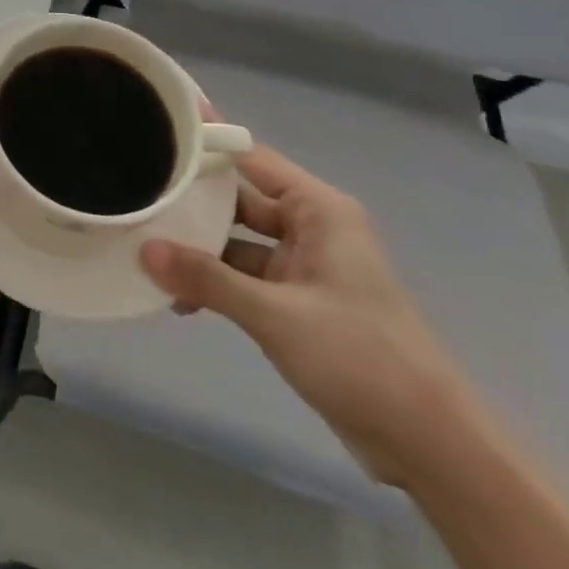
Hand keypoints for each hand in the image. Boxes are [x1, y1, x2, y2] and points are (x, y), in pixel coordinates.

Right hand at [140, 144, 478, 485]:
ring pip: (237, 240)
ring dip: (198, 249)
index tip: (160, 121)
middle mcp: (310, 228)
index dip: (207, 140)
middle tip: (137, 189)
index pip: (250, 156)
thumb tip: (144, 250)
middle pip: (238, 198)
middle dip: (191, 200)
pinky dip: (215, 282)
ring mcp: (304, 267)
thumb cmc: (360, 357)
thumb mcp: (275, 315)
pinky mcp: (297, 303)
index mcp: (318, 210)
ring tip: (143, 245)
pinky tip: (177, 296)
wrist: (431, 447)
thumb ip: (208, 279)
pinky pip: (244, 277)